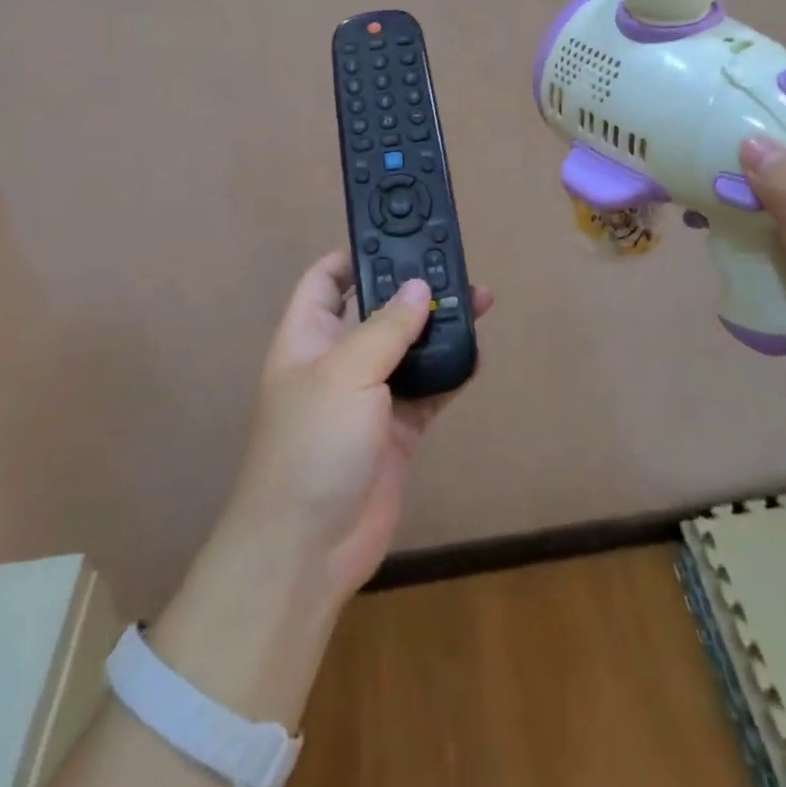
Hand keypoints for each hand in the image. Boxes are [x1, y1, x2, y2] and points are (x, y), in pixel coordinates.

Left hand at [224, 251, 494, 607]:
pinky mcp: (397, 429)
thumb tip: (419, 288)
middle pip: (377, 310)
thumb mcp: (345, 374)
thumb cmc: (312, 445)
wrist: (308, 549)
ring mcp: (368, 397)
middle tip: (455, 266)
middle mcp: (337, 360)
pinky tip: (476, 353)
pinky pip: (428, 389)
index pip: (325, 280)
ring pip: (409, 348)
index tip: (398, 237)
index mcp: (307, 337)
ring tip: (479, 301)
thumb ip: (386, 328)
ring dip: (439, 327)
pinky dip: (450, 371)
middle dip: (412, 288)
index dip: (355, 255)